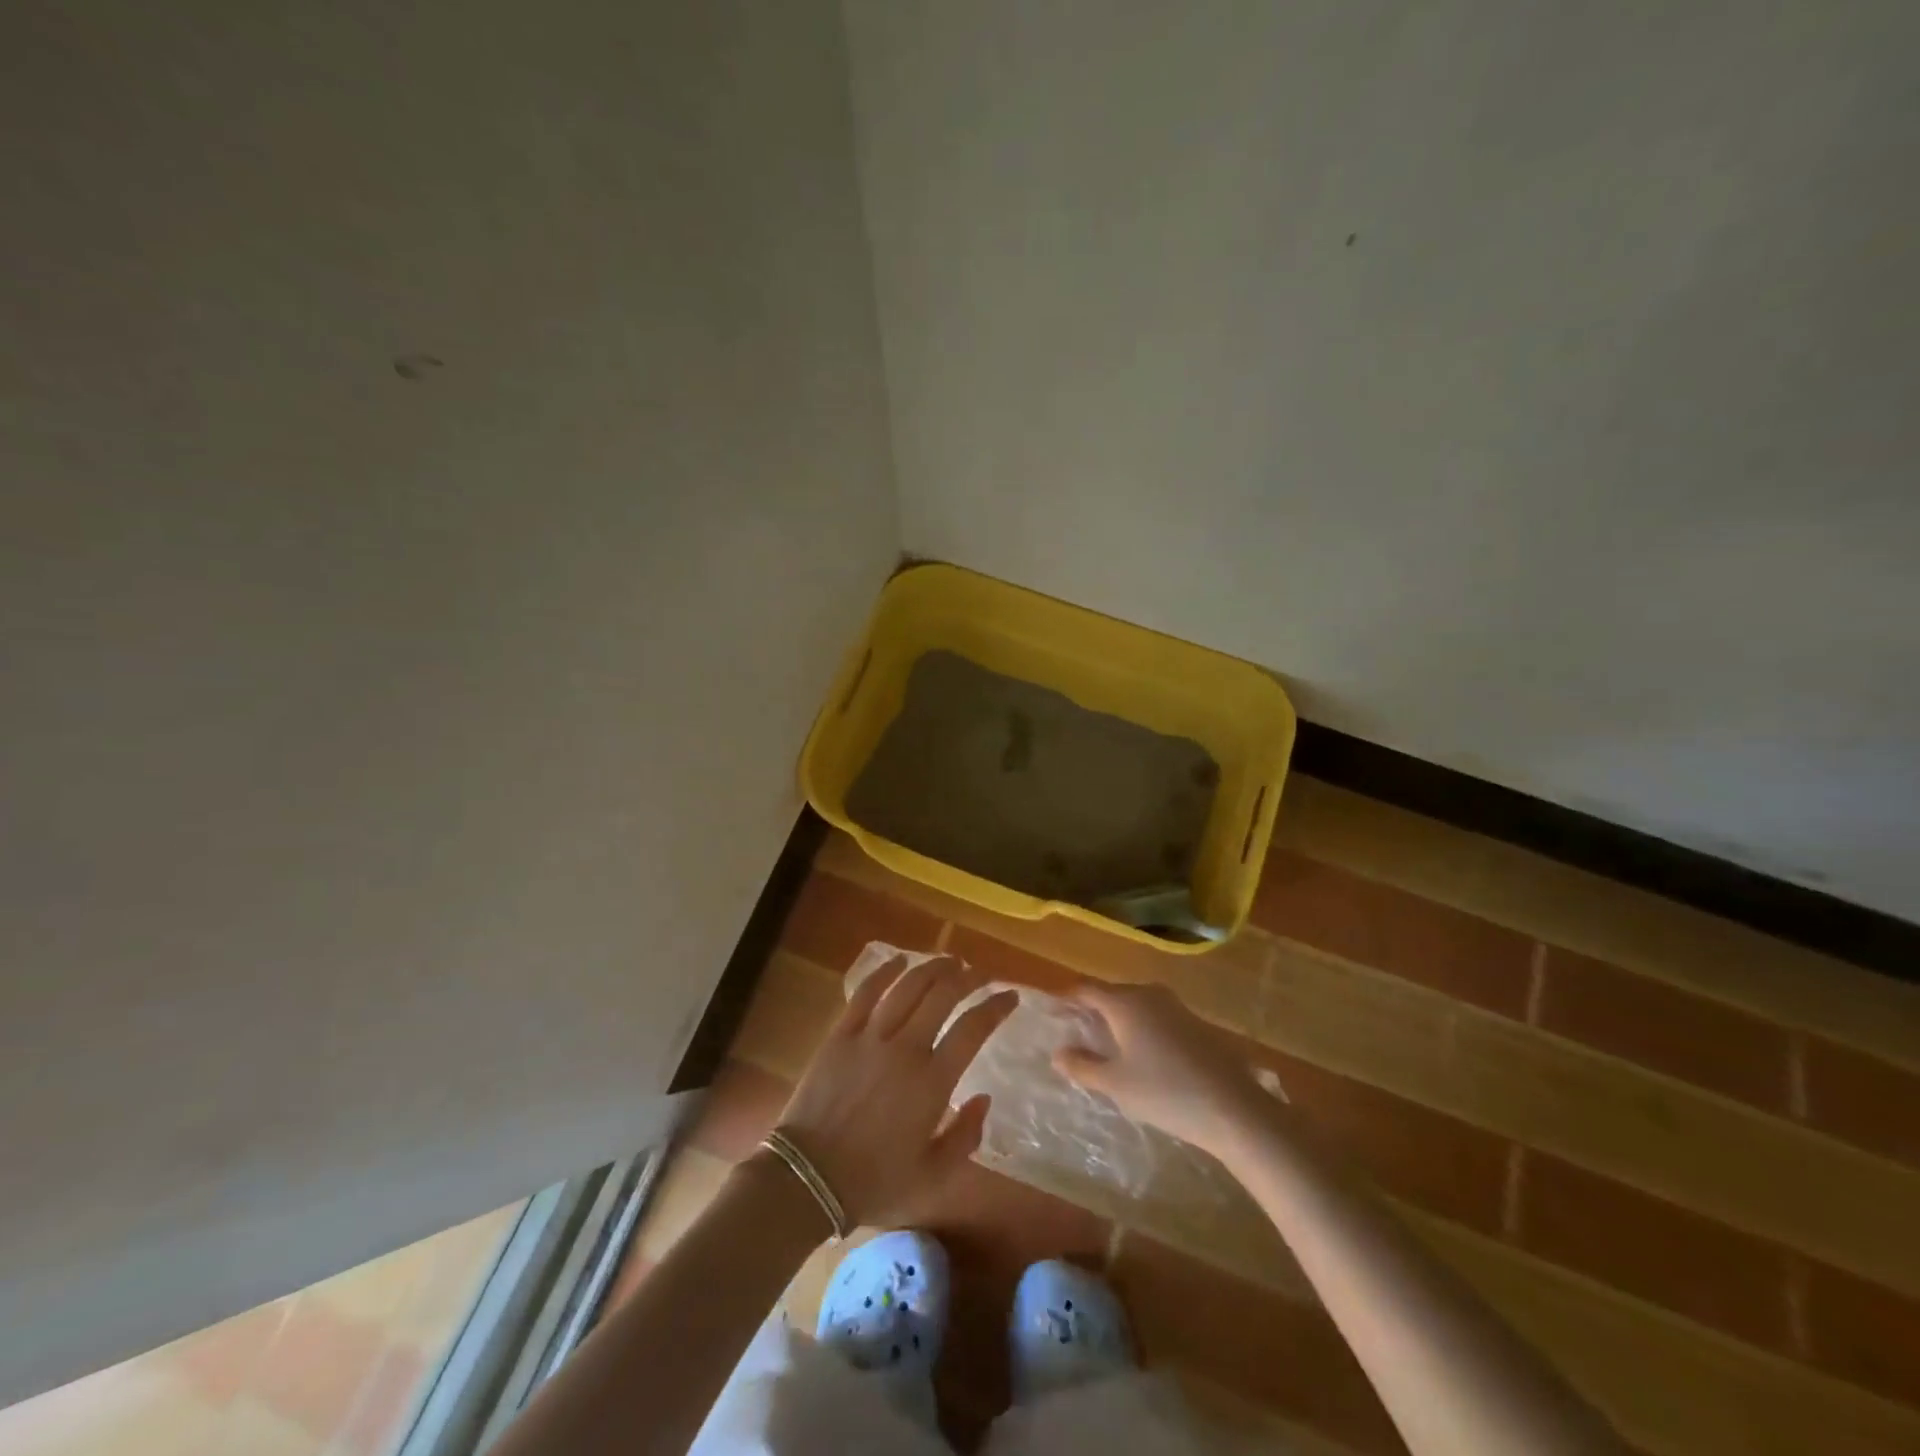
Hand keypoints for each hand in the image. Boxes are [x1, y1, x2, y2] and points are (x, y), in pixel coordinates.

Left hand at [775, 955, 1016, 1228]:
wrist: (807, 1180)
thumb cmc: (874, 1182)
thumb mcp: (933, 1178)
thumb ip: (966, 1137)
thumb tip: (984, 1098)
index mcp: (932, 1083)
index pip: (973, 1029)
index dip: (995, 1007)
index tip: (1010, 996)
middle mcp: (905, 1049)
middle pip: (942, 995)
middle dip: (968, 978)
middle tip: (981, 974)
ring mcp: (869, 1036)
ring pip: (907, 986)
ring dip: (932, 968)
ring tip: (950, 961)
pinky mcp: (840, 1034)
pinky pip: (864, 992)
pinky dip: (884, 971)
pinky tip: (899, 960)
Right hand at [1052, 981, 1263, 1153]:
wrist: (1234, 1108)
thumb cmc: (1165, 1092)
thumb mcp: (1116, 1084)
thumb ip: (1082, 1066)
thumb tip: (1058, 1052)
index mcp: (1125, 1002)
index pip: (1086, 989)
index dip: (1065, 999)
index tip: (1050, 1013)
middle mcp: (1149, 994)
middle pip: (1111, 994)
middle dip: (1091, 1009)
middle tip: (1074, 1032)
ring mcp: (1176, 1006)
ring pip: (1135, 1005)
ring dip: (1116, 1019)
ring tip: (1104, 1044)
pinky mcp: (1195, 1023)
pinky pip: (1155, 1016)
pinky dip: (1139, 1027)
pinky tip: (1141, 1054)